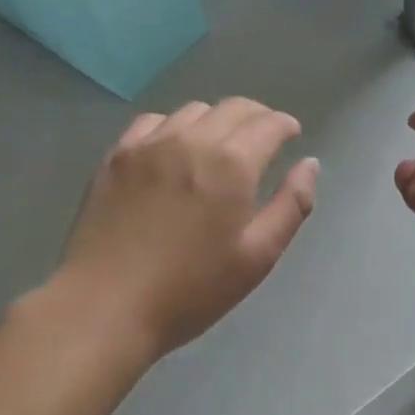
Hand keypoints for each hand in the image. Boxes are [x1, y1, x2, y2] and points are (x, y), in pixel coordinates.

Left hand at [56, 98, 318, 362]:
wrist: (105, 307)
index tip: (291, 133)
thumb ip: (291, 206)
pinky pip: (153, 122)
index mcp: (231, 163)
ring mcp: (150, 143)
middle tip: (263, 137)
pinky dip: (174, 126)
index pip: (268, 123)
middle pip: (234, 107)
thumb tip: (309, 163)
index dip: (285, 124)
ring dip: (216, 119)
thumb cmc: (190, 290)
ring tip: (218, 144)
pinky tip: (173, 148)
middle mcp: (192, 139)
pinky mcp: (118, 155)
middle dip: (257, 116)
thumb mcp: (256, 258)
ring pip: (194, 110)